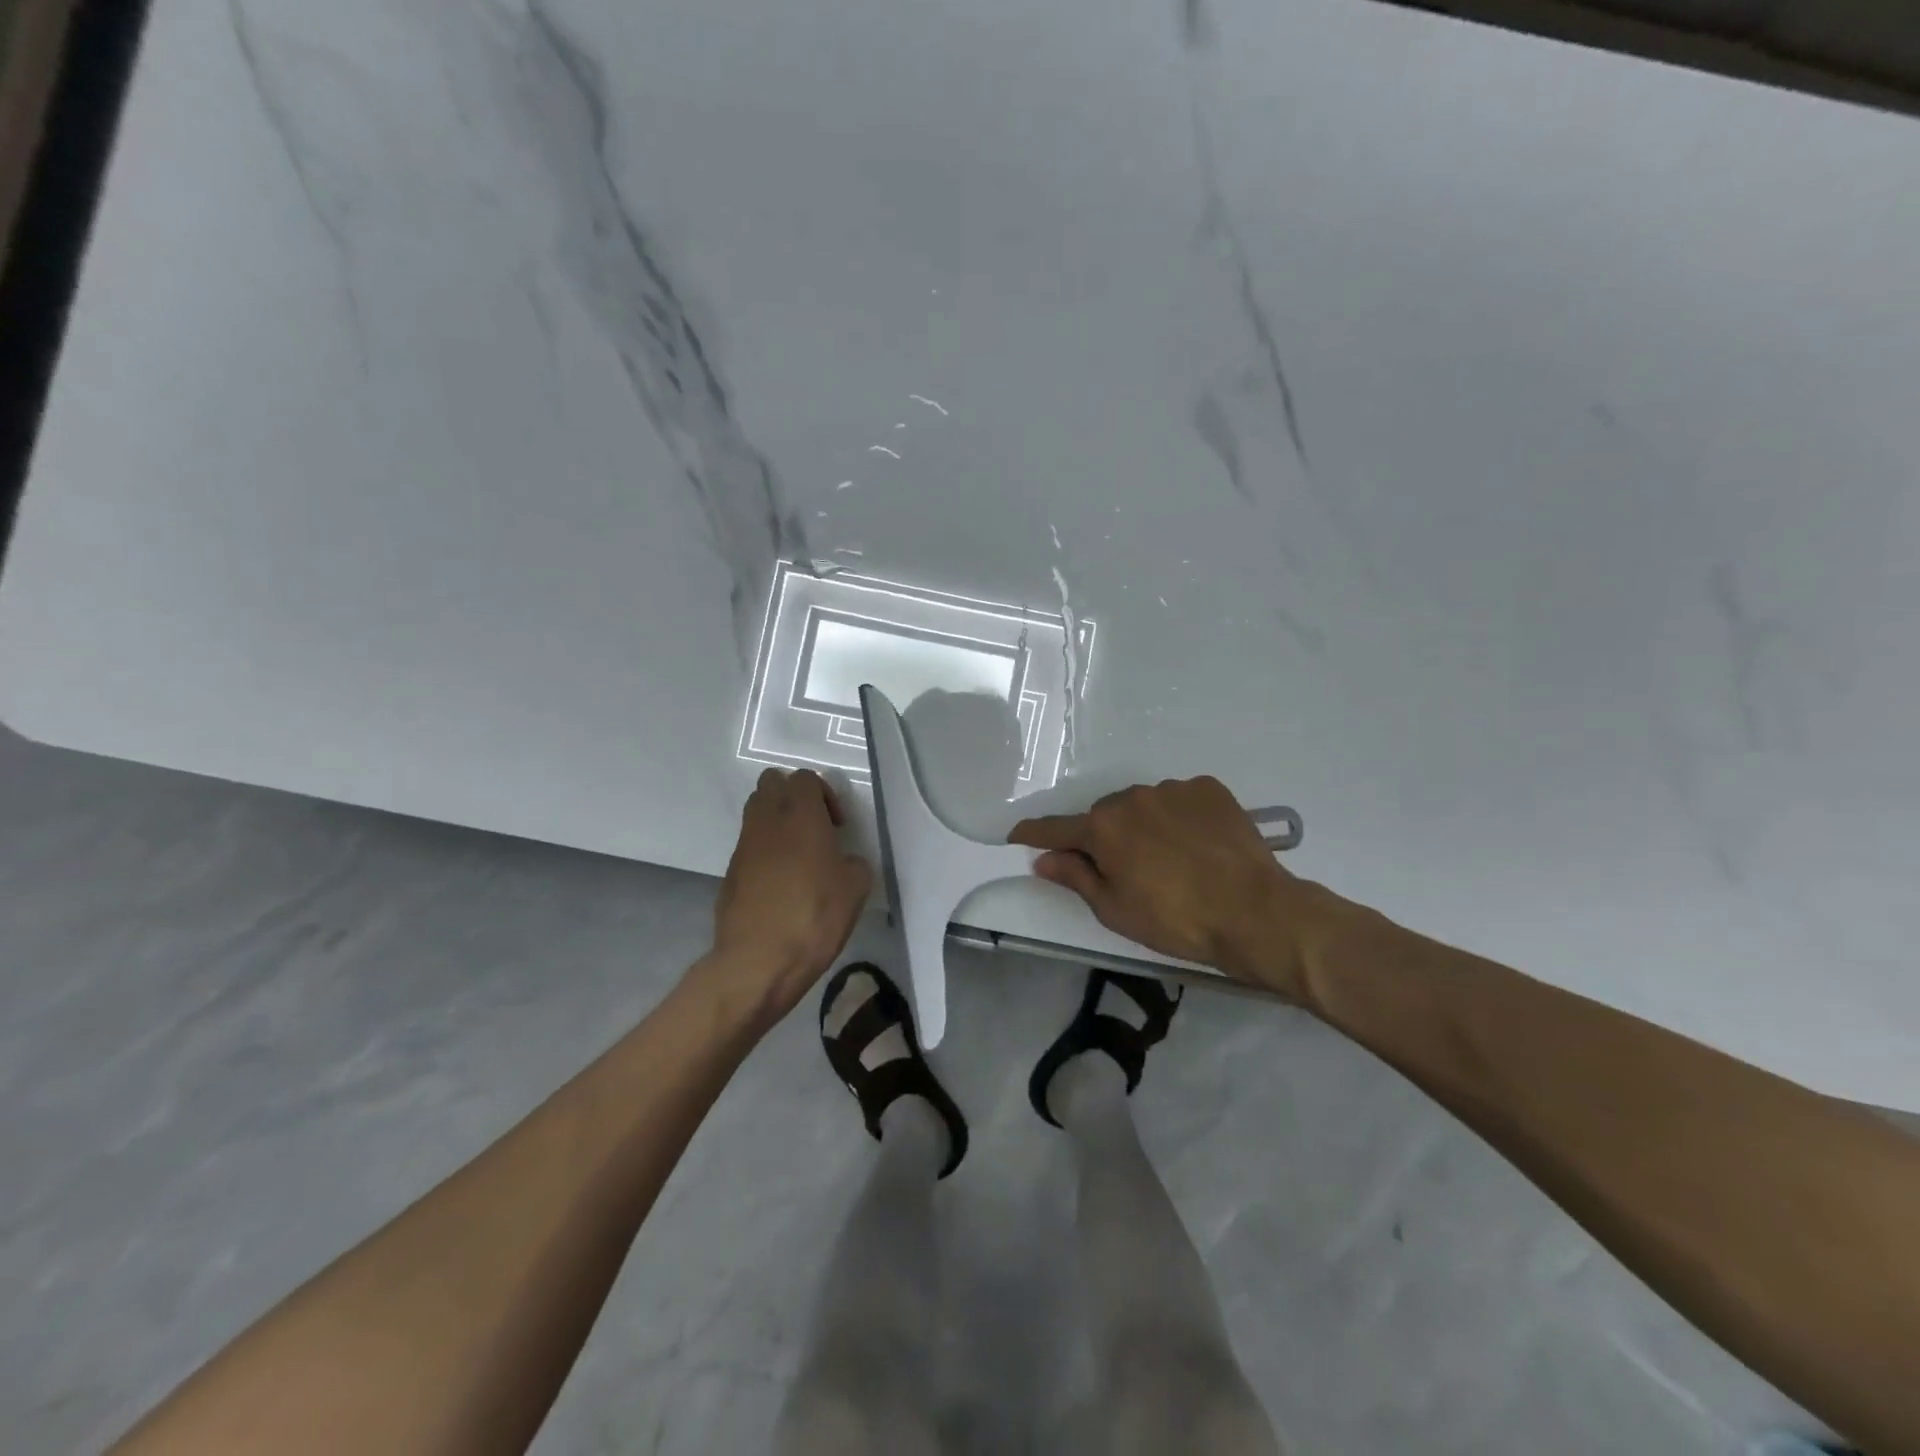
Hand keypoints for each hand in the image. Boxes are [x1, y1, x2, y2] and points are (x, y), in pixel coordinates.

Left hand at [704, 768, 873, 1024]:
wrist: (758, 961)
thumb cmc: (814, 916)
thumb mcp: (855, 888)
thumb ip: (853, 863)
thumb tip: (844, 862)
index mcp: (800, 815)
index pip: (805, 777)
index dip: (824, 794)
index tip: (837, 826)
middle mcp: (767, 821)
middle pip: (772, 783)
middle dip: (793, 796)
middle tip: (815, 828)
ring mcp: (743, 846)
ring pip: (756, 811)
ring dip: (777, 821)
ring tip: (799, 855)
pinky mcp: (730, 872)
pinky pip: (749, 845)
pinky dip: (765, 851)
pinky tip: (781, 884)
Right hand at [1009, 776, 1346, 1003]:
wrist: (1255, 912)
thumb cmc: (1176, 920)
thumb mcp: (1115, 909)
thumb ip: (1075, 877)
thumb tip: (1043, 858)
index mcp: (1103, 827)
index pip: (1056, 828)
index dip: (1034, 833)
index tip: (1017, 834)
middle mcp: (1132, 797)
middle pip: (1104, 815)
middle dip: (1103, 837)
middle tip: (1121, 869)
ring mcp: (1173, 789)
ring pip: (1143, 805)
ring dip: (1143, 825)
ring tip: (1169, 858)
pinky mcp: (1208, 789)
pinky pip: (1179, 800)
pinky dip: (1178, 817)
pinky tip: (1196, 844)